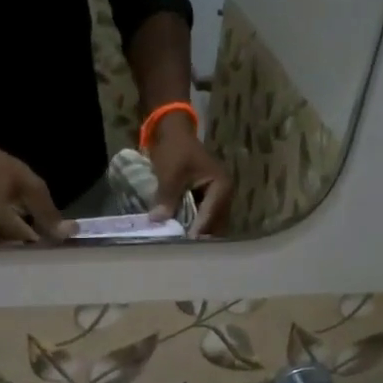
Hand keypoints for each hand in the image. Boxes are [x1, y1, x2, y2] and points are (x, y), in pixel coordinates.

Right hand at [0, 136, 69, 244]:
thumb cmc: (1, 170)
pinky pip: (9, 247)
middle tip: (60, 240)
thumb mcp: (31, 186)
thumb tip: (70, 233)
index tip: (68, 242)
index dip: (50, 243)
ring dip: (33, 244)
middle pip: (22, 252)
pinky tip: (32, 233)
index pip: (30, 243)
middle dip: (42, 246)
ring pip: (16, 251)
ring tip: (47, 236)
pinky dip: (22, 241)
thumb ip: (49, 213)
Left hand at [147, 113, 232, 236]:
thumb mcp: (170, 172)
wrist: (172, 131)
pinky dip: (190, 226)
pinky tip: (177, 236)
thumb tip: (158, 220)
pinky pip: (200, 218)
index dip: (197, 231)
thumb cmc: (175, 149)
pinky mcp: (205, 200)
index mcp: (222, 187)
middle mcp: (224, 195)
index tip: (184, 246)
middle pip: (213, 225)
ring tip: (179, 248)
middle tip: (181, 252)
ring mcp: (215, 199)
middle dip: (197, 237)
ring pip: (207, 224)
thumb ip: (166, 197)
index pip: (210, 215)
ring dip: (194, 234)